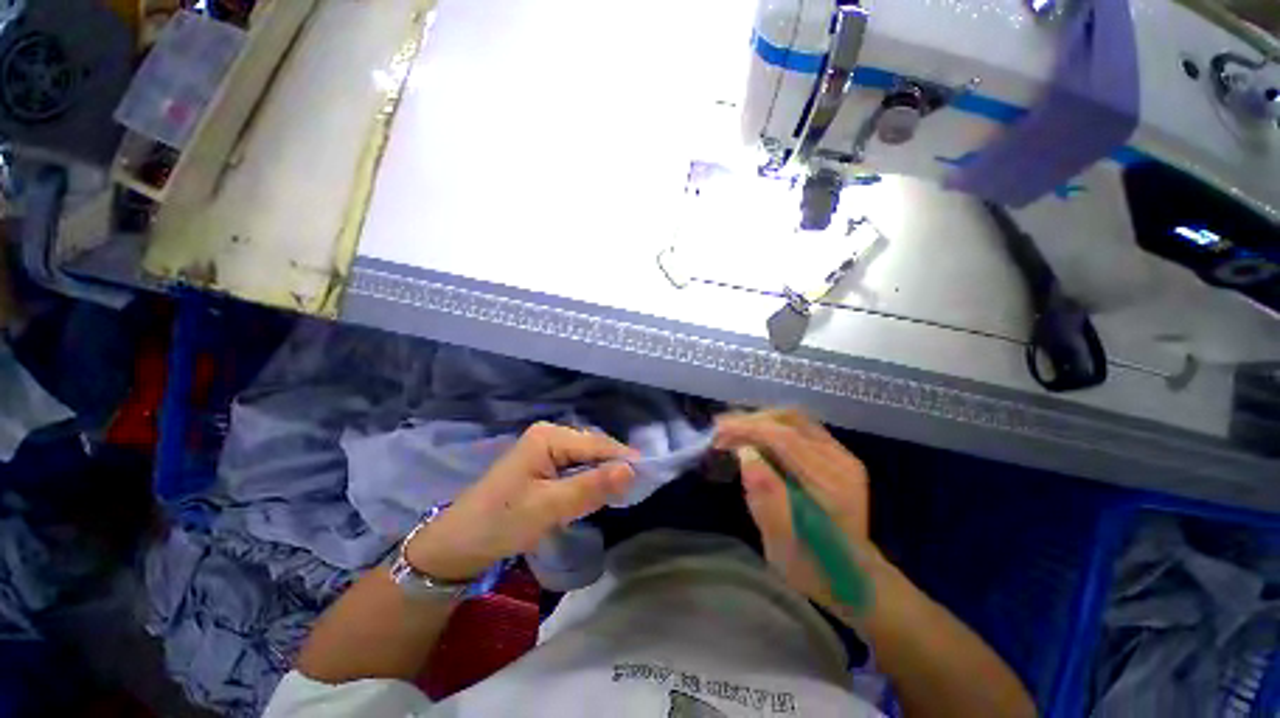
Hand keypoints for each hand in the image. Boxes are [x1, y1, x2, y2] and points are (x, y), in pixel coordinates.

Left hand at [406, 422, 636, 581]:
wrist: (458, 544)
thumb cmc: (501, 521)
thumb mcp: (550, 507)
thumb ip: (591, 488)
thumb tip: (631, 471)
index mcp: (549, 436)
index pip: (597, 444)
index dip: (623, 459)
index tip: (648, 478)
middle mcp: (549, 435)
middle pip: (593, 448)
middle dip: (613, 468)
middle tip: (634, 492)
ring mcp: (545, 449)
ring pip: (586, 459)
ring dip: (601, 476)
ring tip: (620, 494)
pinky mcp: (542, 465)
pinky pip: (575, 468)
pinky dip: (588, 481)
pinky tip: (595, 494)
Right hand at [715, 409, 876, 614]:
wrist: (851, 577)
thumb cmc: (812, 567)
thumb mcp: (781, 542)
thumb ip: (765, 497)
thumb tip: (745, 454)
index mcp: (831, 484)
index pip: (785, 439)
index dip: (748, 429)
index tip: (718, 431)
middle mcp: (841, 461)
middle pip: (790, 421)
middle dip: (751, 421)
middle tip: (721, 431)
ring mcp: (842, 455)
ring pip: (794, 419)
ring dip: (759, 420)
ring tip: (732, 431)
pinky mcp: (836, 455)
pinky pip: (799, 427)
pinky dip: (771, 426)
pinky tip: (754, 436)